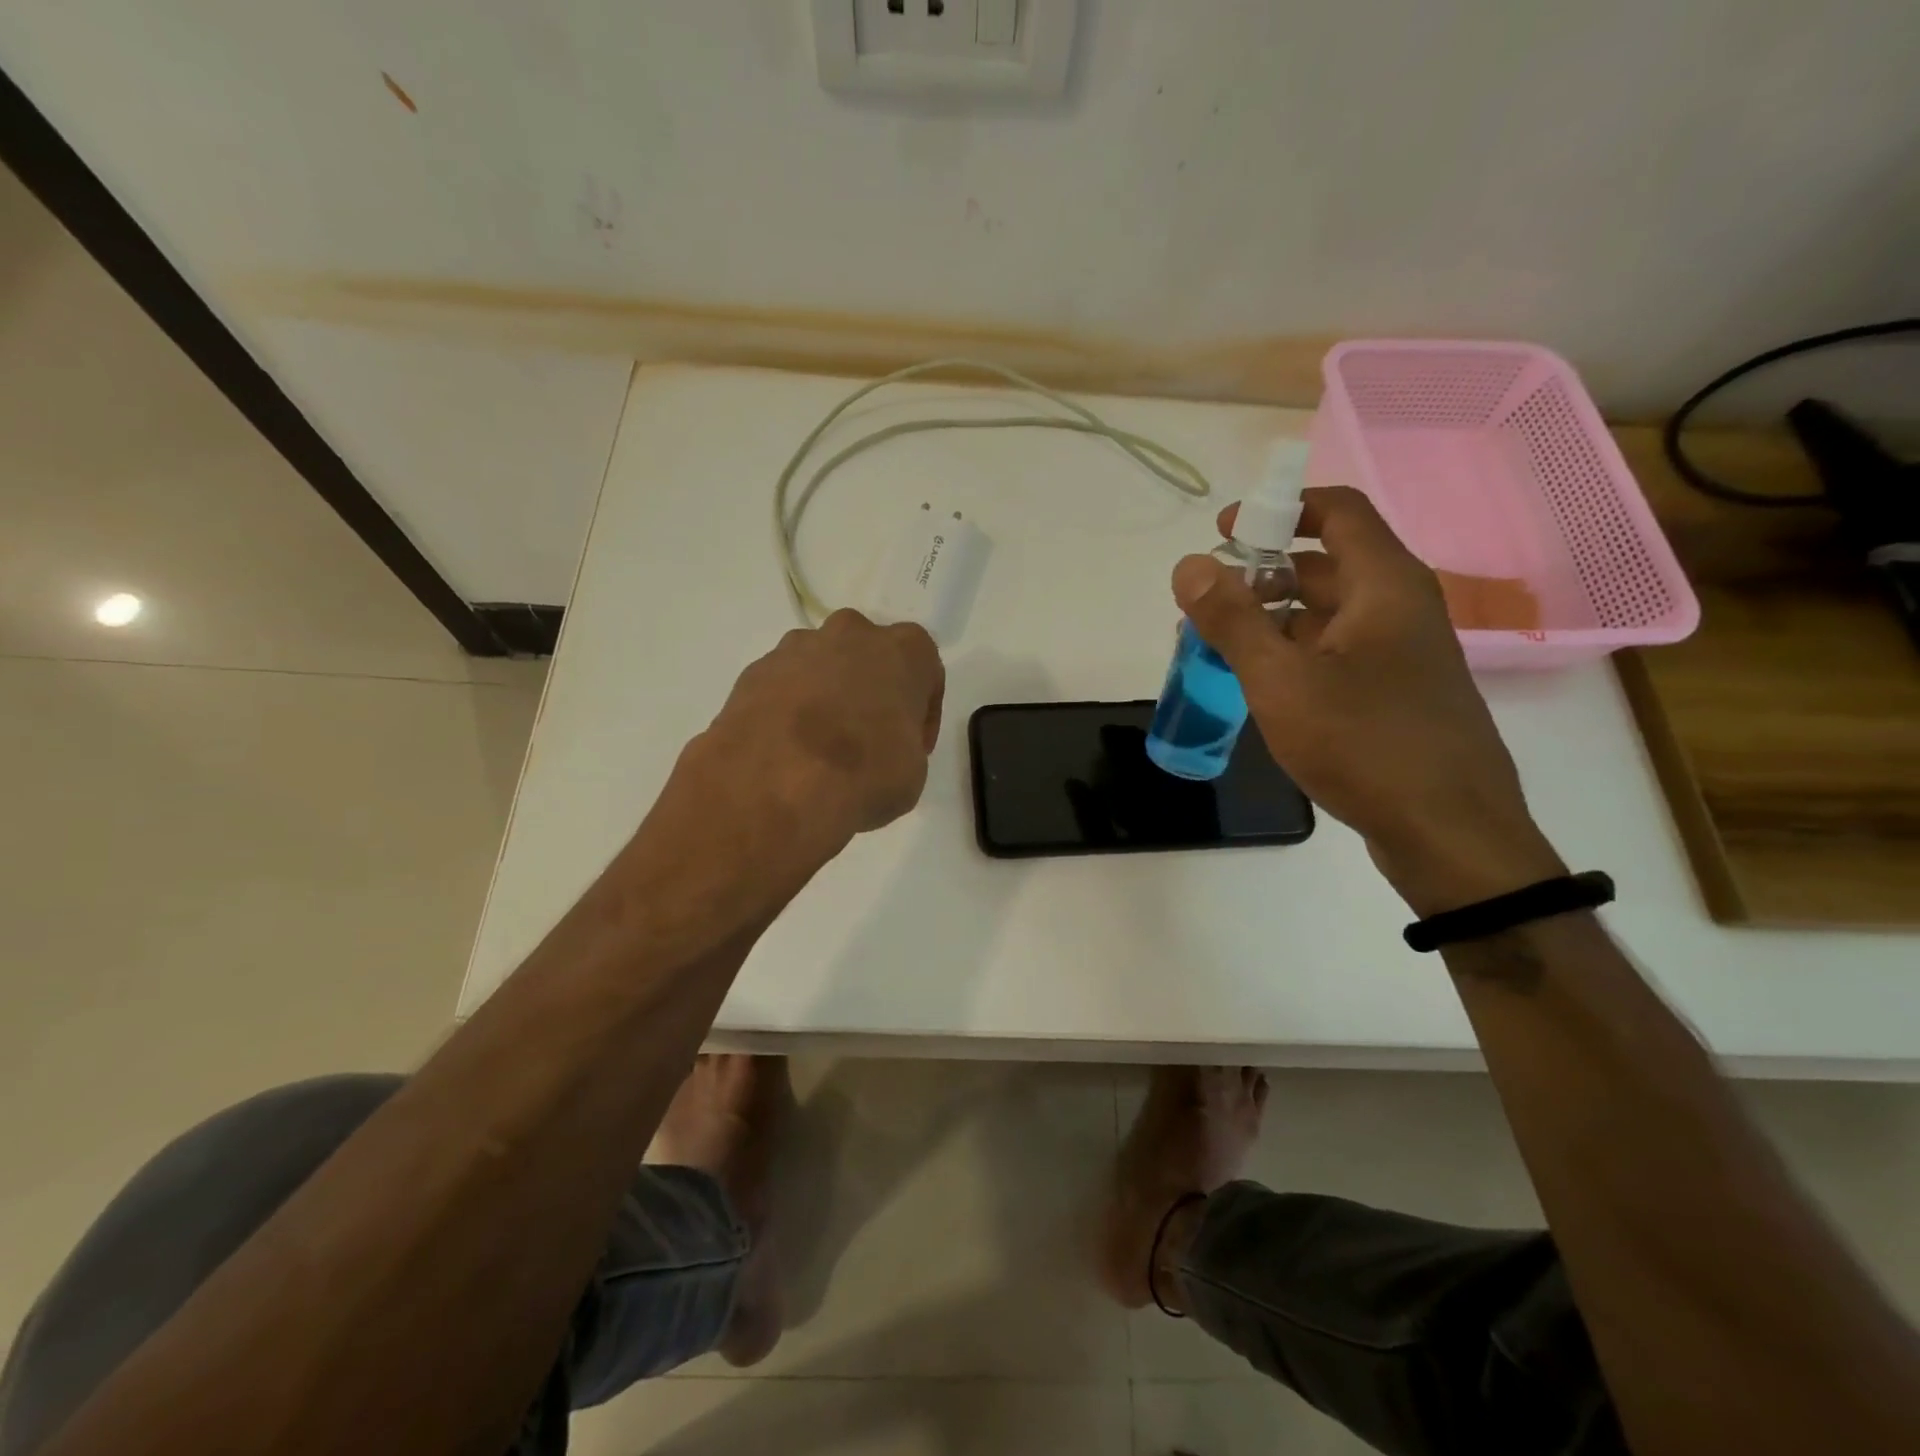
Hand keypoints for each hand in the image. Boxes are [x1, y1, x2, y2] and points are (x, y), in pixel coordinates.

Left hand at [699, 609, 945, 846]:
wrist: (776, 783)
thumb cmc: (865, 773)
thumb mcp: (913, 772)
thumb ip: (903, 744)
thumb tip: (880, 749)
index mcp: (904, 649)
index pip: (925, 671)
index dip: (922, 713)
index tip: (912, 747)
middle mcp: (851, 633)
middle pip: (869, 657)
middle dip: (870, 691)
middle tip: (868, 739)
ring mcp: (797, 647)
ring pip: (822, 666)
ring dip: (827, 697)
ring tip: (821, 748)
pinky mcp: (755, 670)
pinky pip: (784, 686)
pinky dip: (790, 710)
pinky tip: (788, 750)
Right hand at [1173, 487, 1563, 914]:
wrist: (1448, 832)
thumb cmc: (1364, 743)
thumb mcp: (1281, 679)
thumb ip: (1232, 619)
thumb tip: (1190, 565)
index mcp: (1384, 585)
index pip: (1337, 511)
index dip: (1279, 508)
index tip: (1225, 531)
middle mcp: (1400, 607)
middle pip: (1328, 563)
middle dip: (1263, 572)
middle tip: (1208, 600)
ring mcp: (1402, 654)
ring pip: (1330, 613)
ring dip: (1274, 617)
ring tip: (1219, 644)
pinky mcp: (1396, 693)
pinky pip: (1338, 651)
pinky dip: (1295, 652)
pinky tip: (1259, 684)